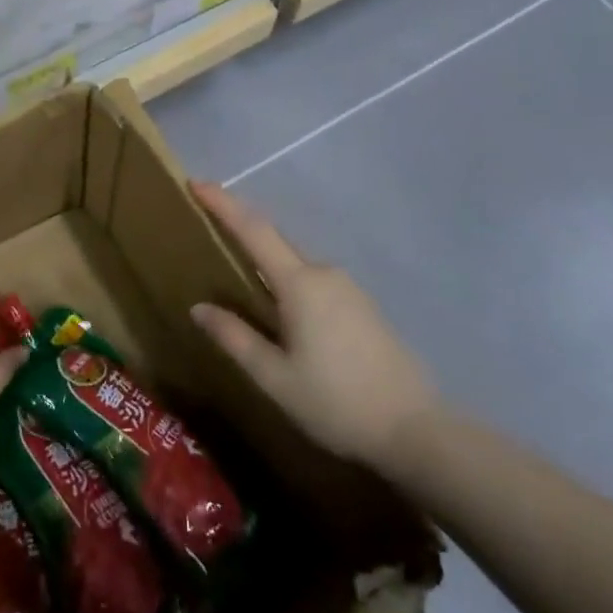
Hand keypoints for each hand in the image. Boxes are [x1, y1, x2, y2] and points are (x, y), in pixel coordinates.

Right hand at [190, 182, 439, 477]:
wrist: (415, 429)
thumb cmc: (336, 403)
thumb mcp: (275, 377)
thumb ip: (235, 338)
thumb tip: (199, 308)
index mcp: (300, 284)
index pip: (254, 230)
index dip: (224, 204)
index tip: (197, 183)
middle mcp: (324, 273)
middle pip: (275, 240)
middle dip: (241, 227)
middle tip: (208, 224)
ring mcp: (348, 288)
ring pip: (295, 262)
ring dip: (265, 258)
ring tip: (236, 270)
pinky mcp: (361, 305)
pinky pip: (313, 280)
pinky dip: (287, 280)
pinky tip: (279, 306)